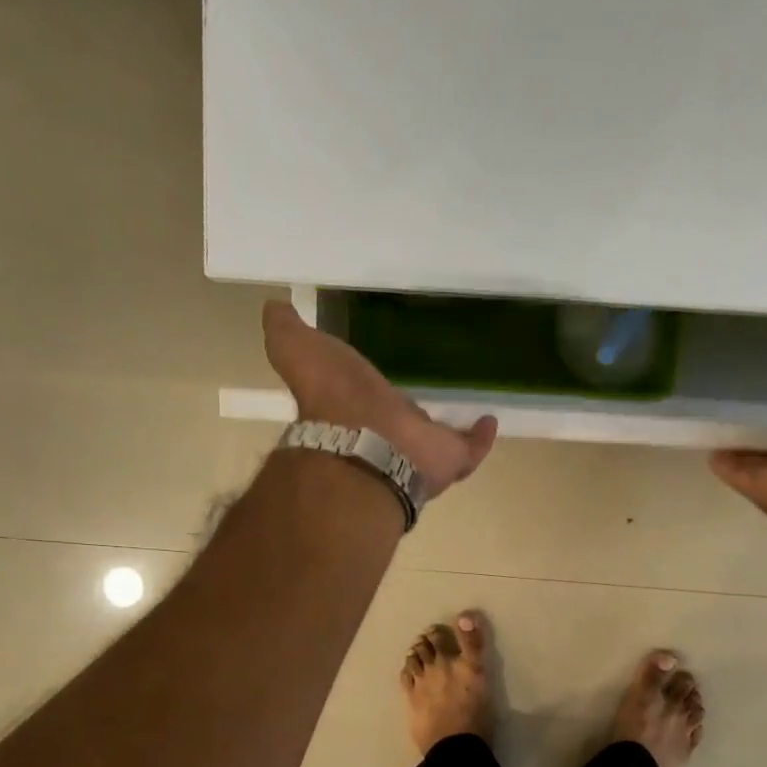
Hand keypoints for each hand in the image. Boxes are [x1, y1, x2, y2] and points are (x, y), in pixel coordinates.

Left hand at [263, 301, 497, 498]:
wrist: (365, 445)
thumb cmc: (333, 397)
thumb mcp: (298, 350)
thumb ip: (286, 331)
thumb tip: (274, 307)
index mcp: (354, 408)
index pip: (364, 399)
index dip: (369, 392)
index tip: (378, 380)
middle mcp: (386, 432)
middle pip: (401, 421)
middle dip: (409, 412)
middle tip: (426, 392)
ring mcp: (419, 449)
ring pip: (435, 439)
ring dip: (445, 427)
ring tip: (466, 405)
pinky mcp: (449, 459)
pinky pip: (470, 448)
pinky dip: (481, 436)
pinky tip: (491, 419)